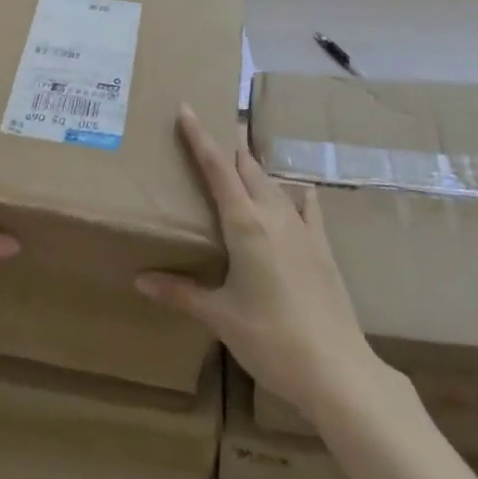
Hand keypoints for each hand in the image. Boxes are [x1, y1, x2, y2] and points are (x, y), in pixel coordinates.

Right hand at [136, 107, 377, 422]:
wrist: (337, 369)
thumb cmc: (270, 340)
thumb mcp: (219, 316)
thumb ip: (180, 292)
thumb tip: (139, 279)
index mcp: (244, 224)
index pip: (216, 168)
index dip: (200, 137)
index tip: (187, 109)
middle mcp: (273, 215)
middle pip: (246, 167)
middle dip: (228, 148)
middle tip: (211, 134)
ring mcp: (301, 229)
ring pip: (273, 184)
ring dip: (255, 169)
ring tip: (241, 161)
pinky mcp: (322, 248)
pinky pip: (307, 209)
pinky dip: (297, 195)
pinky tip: (301, 191)